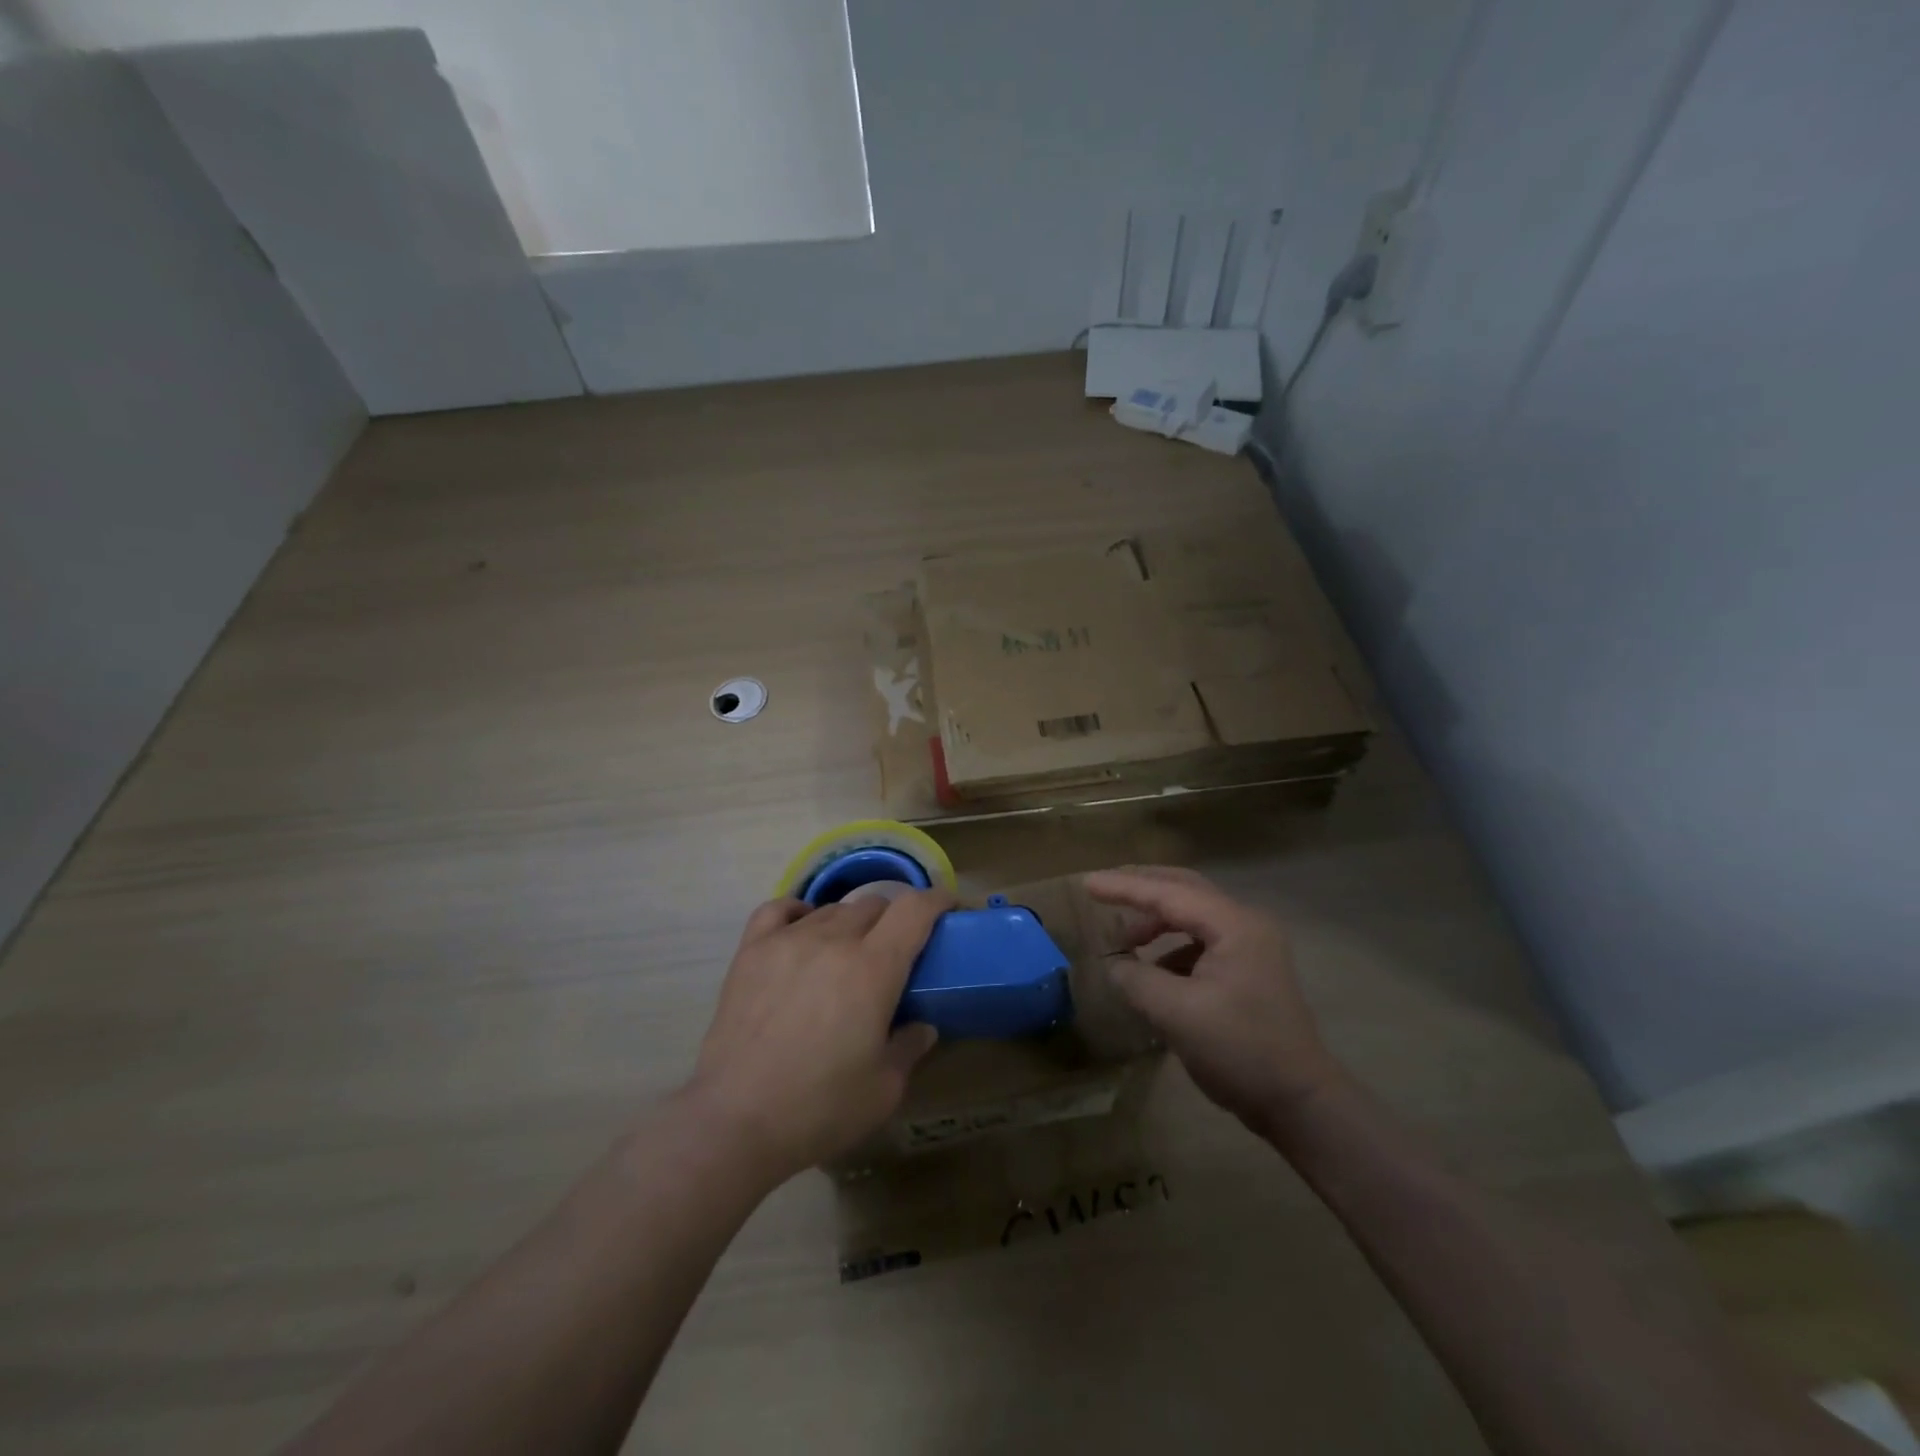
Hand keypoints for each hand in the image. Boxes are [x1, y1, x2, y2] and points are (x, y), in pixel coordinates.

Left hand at [684, 890, 952, 1183]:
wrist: (735, 1122)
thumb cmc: (819, 1108)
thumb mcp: (884, 1089)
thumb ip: (910, 1047)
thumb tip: (922, 1026)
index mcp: (873, 968)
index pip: (914, 910)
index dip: (938, 900)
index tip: (950, 907)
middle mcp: (833, 940)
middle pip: (874, 905)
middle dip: (894, 920)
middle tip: (896, 952)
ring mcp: (787, 941)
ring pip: (832, 909)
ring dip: (851, 924)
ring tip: (848, 954)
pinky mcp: (751, 951)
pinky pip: (779, 909)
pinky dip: (799, 912)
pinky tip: (803, 930)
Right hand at [1085, 867, 1343, 1136]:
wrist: (1300, 1103)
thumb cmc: (1240, 1051)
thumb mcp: (1177, 1015)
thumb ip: (1137, 980)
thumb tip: (1114, 966)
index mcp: (1234, 925)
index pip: (1169, 893)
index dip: (1124, 888)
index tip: (1086, 883)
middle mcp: (1245, 924)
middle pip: (1184, 888)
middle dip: (1141, 888)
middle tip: (1103, 890)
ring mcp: (1250, 946)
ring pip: (1192, 914)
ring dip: (1156, 920)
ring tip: (1125, 941)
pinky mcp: (1247, 969)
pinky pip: (1200, 940)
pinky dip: (1171, 946)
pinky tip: (1152, 969)